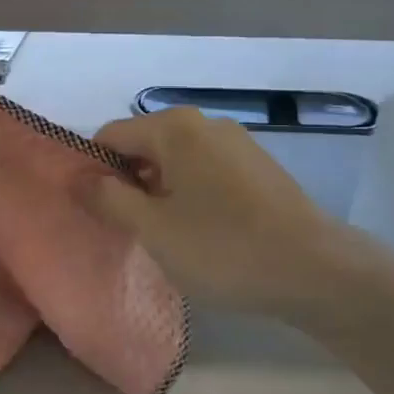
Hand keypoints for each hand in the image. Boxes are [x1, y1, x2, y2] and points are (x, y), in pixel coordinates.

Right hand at [85, 109, 362, 312]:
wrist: (316, 271)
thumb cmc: (222, 247)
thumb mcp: (152, 228)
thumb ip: (108, 198)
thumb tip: (77, 179)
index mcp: (174, 128)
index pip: (110, 136)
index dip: (93, 170)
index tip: (91, 210)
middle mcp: (204, 123)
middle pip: (145, 145)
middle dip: (127, 182)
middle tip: (125, 228)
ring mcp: (237, 142)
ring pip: (176, 160)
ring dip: (159, 191)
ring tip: (164, 236)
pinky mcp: (258, 166)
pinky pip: (206, 172)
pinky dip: (191, 194)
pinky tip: (202, 232)